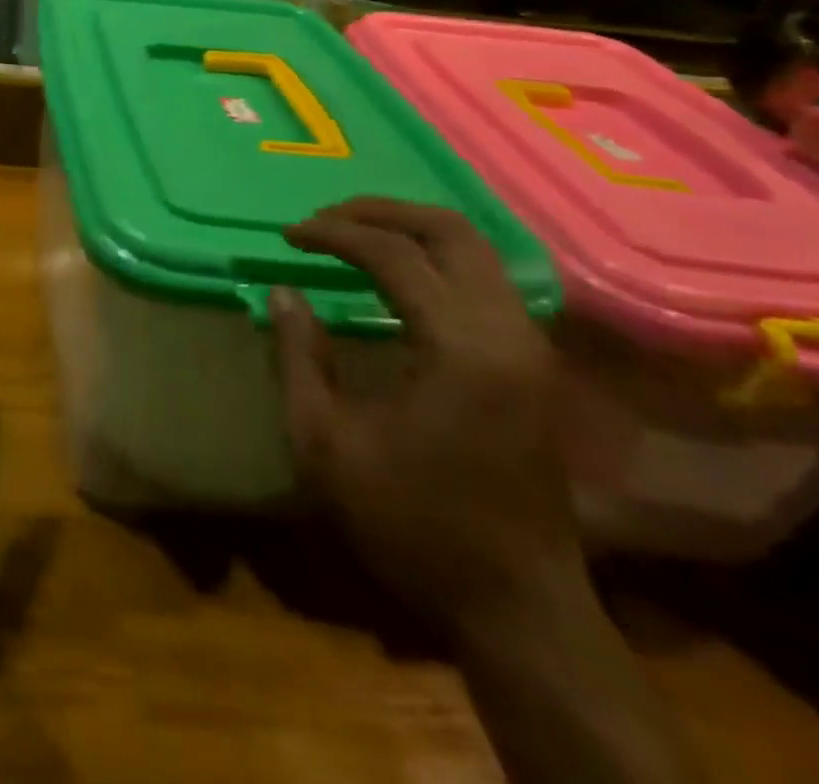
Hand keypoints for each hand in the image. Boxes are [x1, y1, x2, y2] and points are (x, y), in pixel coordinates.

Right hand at [272, 197, 585, 640]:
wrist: (516, 606)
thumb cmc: (411, 524)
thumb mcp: (326, 442)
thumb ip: (301, 356)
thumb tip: (284, 292)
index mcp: (461, 350)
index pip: (396, 256)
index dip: (335, 235)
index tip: (289, 236)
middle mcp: (509, 334)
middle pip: (452, 232)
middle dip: (382, 212)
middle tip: (326, 219)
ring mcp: (531, 349)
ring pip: (478, 251)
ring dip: (411, 231)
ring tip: (354, 237)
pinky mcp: (534, 367)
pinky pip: (487, 281)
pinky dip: (437, 259)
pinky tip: (399, 276)